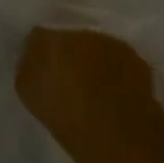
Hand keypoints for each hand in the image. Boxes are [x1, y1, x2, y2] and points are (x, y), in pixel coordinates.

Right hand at [17, 26, 158, 143]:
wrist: (116, 130)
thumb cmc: (65, 114)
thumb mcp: (28, 93)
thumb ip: (28, 67)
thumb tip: (33, 58)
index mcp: (49, 39)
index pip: (38, 36)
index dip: (40, 51)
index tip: (42, 68)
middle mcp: (80, 32)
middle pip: (70, 37)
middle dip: (69, 53)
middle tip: (69, 77)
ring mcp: (110, 43)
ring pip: (97, 47)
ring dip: (94, 60)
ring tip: (95, 86)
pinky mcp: (135, 58)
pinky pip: (119, 60)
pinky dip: (116, 71)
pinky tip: (116, 91)